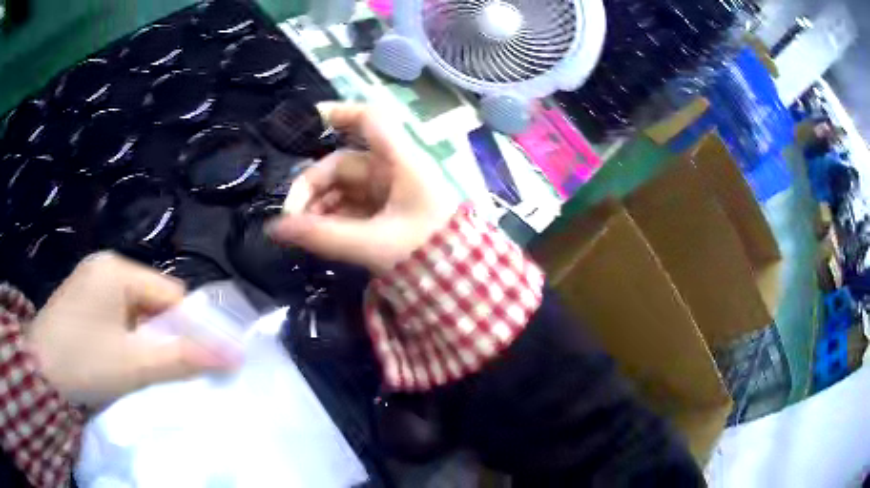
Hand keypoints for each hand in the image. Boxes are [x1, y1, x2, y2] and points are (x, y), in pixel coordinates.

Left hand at [26, 253, 237, 406]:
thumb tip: (232, 357)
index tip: (194, 360)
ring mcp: (90, 280)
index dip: (187, 326)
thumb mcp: (135, 364)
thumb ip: (183, 358)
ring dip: (144, 337)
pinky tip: (119, 356)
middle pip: (152, 299)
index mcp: (117, 269)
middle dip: (163, 334)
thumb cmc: (85, 361)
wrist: (39, 370)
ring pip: (134, 309)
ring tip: (139, 366)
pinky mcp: (81, 297)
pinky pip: (116, 313)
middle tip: (163, 368)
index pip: (170, 292)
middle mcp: (105, 265)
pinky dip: (126, 335)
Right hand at [267, 102, 459, 273]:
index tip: (307, 120)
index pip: (371, 121)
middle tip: (290, 219)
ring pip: (343, 188)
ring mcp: (390, 193)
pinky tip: (317, 236)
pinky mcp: (387, 213)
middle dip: (312, 187)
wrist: (459, 285)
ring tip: (300, 232)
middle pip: (342, 164)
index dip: (340, 112)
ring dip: (318, 206)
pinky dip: (332, 218)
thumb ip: (322, 236)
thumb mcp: (372, 245)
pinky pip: (352, 207)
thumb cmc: (426, 255)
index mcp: (400, 164)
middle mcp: (394, 171)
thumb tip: (274, 229)